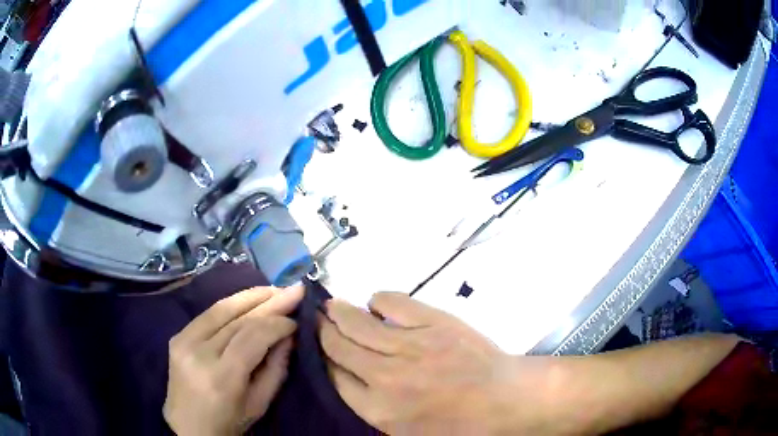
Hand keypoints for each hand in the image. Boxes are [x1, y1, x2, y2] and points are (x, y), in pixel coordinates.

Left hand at [164, 286, 303, 435]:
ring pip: (221, 309)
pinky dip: (231, 304)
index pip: (252, 337)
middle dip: (269, 302)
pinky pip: (208, 314)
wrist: (188, 426)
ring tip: (274, 289)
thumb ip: (276, 368)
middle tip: (294, 289)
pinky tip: (249, 300)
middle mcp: (199, 353)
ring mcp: (184, 341)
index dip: (277, 324)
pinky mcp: (177, 336)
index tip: (296, 320)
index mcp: (222, 377)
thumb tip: (289, 335)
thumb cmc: (229, 422)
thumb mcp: (260, 403)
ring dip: (250, 296)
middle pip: (237, 319)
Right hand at [318, 292, 552, 434]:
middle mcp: (385, 376)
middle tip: (315, 319)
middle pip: (339, 347)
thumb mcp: (408, 433)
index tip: (318, 348)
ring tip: (331, 305)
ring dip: (340, 312)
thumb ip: (375, 411)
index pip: (335, 377)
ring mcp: (410, 346)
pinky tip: (375, 304)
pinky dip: (378, 300)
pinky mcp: (434, 322)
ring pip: (358, 323)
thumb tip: (350, 381)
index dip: (323, 359)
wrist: (506, 400)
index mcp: (378, 409)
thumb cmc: (460, 426)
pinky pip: (393, 303)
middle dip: (323, 331)